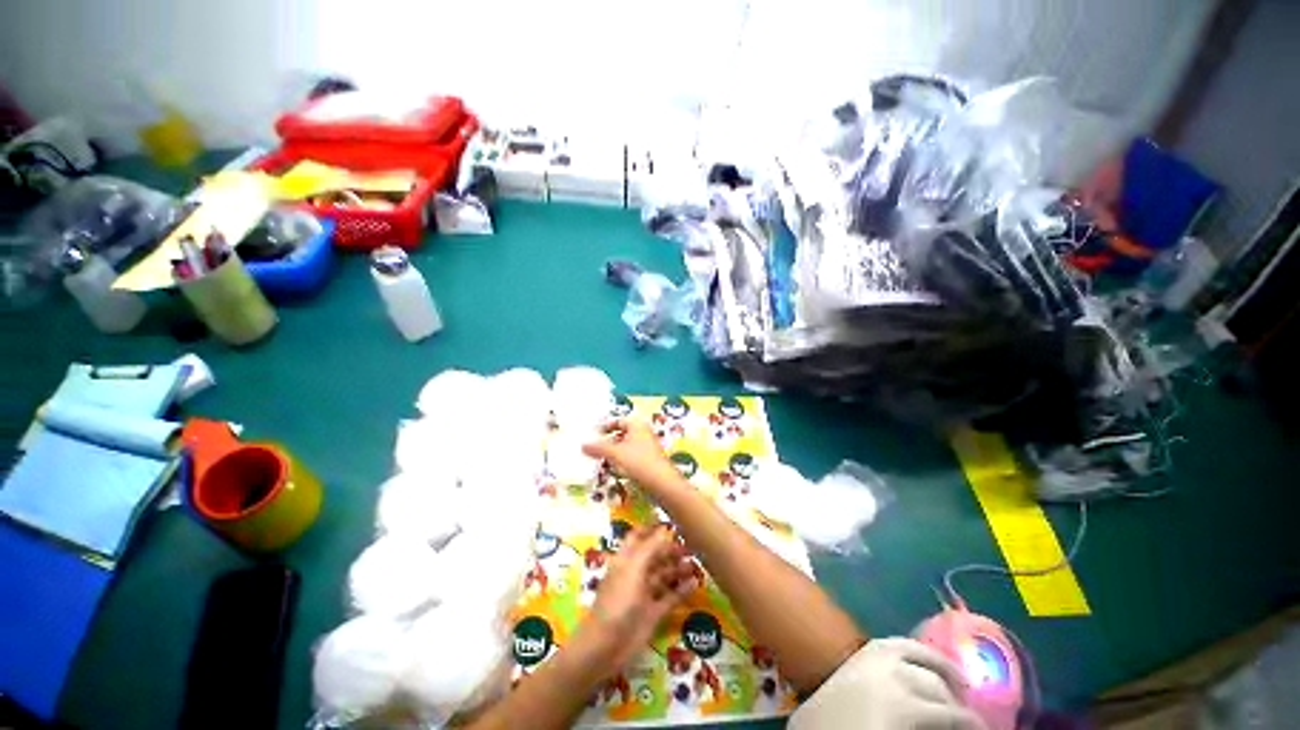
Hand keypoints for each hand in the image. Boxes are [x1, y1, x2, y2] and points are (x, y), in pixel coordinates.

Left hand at [579, 525, 698, 672]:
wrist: (606, 647)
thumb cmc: (618, 601)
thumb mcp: (634, 569)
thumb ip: (650, 548)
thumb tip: (664, 529)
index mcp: (625, 559)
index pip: (638, 537)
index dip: (652, 529)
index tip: (671, 524)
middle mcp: (635, 573)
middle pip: (654, 556)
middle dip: (671, 550)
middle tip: (691, 546)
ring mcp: (644, 594)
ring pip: (664, 576)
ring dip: (678, 569)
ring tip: (697, 564)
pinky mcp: (653, 613)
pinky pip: (670, 598)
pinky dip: (682, 590)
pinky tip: (696, 584)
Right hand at [583, 419, 681, 495]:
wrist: (662, 483)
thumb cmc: (638, 462)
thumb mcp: (615, 453)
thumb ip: (598, 448)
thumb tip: (582, 444)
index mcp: (637, 425)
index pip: (619, 421)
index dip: (606, 426)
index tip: (594, 434)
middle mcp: (643, 433)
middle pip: (622, 434)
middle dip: (608, 441)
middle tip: (594, 449)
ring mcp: (647, 448)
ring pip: (626, 447)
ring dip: (613, 453)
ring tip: (600, 461)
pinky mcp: (648, 462)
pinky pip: (631, 458)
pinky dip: (621, 462)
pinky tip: (613, 471)